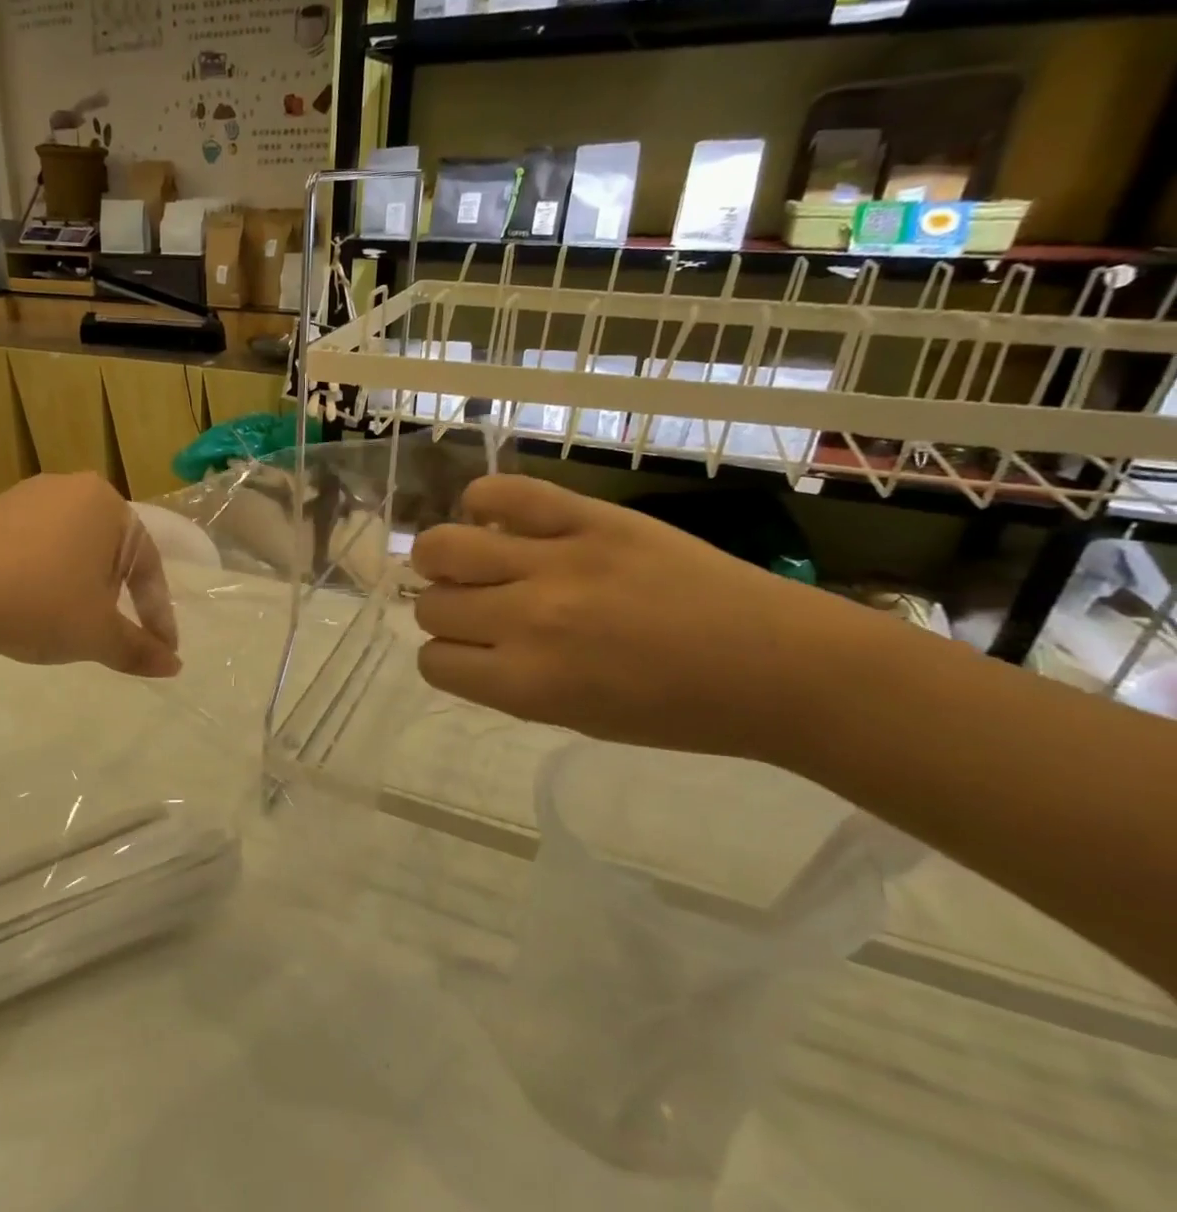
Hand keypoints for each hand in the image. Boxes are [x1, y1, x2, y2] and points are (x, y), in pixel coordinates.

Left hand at [0, 473, 180, 678]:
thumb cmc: (40, 603)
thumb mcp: (98, 634)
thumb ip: (139, 649)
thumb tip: (174, 666)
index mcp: (108, 506)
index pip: (148, 567)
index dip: (157, 615)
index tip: (161, 649)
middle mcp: (71, 489)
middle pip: (110, 553)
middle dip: (116, 597)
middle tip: (112, 633)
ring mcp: (25, 496)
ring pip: (71, 549)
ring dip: (79, 588)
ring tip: (68, 624)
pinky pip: (33, 548)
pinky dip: (42, 578)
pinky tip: (27, 606)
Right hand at [412, 475, 862, 758]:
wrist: (779, 665)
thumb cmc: (677, 711)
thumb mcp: (574, 718)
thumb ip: (507, 680)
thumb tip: (464, 640)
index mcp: (526, 683)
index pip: (432, 659)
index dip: (444, 655)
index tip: (469, 650)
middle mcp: (528, 620)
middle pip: (432, 604)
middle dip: (445, 610)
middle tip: (478, 607)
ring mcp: (557, 561)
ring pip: (443, 546)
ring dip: (443, 558)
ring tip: (470, 558)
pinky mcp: (590, 517)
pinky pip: (505, 493)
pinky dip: (485, 501)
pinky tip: (496, 517)